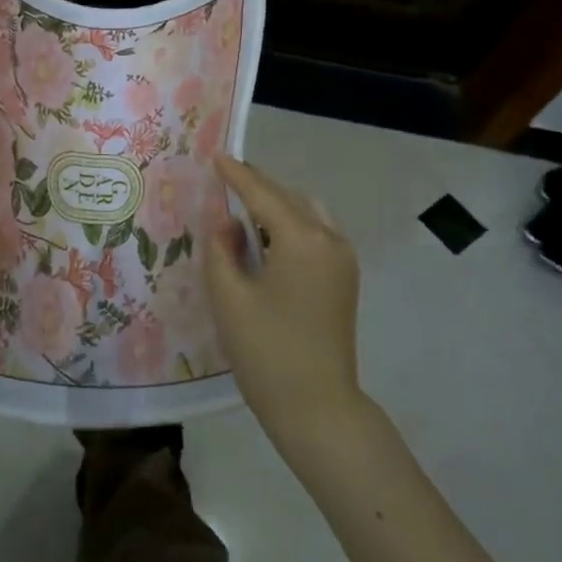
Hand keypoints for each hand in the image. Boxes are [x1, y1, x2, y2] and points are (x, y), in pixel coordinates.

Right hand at [203, 154, 362, 439]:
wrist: (317, 407)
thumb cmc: (266, 352)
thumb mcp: (229, 297)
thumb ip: (221, 248)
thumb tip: (224, 218)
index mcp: (302, 240)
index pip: (263, 195)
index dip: (237, 175)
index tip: (216, 155)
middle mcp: (329, 240)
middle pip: (288, 198)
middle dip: (257, 186)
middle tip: (224, 177)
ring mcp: (343, 259)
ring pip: (306, 212)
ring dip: (276, 204)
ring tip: (241, 207)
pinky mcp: (344, 277)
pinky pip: (316, 233)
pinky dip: (290, 224)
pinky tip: (266, 237)